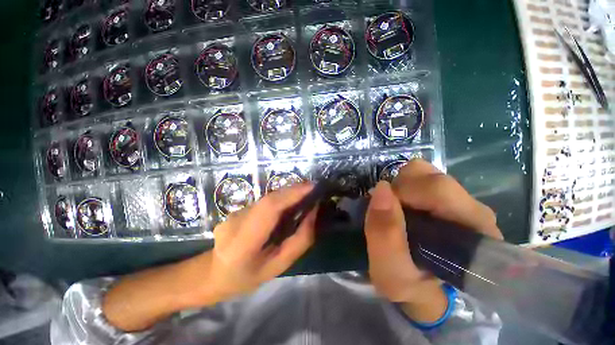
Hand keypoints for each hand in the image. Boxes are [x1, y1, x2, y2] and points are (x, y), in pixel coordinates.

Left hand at [207, 183, 317, 300]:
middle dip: (294, 190)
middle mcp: (236, 221)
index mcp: (243, 243)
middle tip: (313, 189)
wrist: (213, 273)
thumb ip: (299, 241)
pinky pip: (264, 201)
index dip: (291, 193)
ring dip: (288, 194)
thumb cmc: (248, 277)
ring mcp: (234, 213)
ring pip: (267, 198)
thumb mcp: (278, 266)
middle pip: (270, 198)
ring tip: (305, 196)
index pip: (269, 208)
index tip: (312, 187)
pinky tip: (288, 204)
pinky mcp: (237, 208)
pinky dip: (280, 199)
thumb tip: (313, 213)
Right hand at [364, 159, 501, 321]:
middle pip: (430, 175)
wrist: (427, 291)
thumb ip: (384, 235)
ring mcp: (461, 200)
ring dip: (400, 187)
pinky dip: (403, 187)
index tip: (386, 214)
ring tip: (396, 211)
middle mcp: (473, 209)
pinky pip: (419, 177)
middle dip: (399, 190)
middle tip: (390, 214)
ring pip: (423, 172)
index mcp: (473, 231)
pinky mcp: (447, 197)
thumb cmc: (413, 287)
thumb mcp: (391, 273)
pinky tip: (402, 207)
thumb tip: (381, 188)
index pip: (437, 188)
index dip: (403, 194)